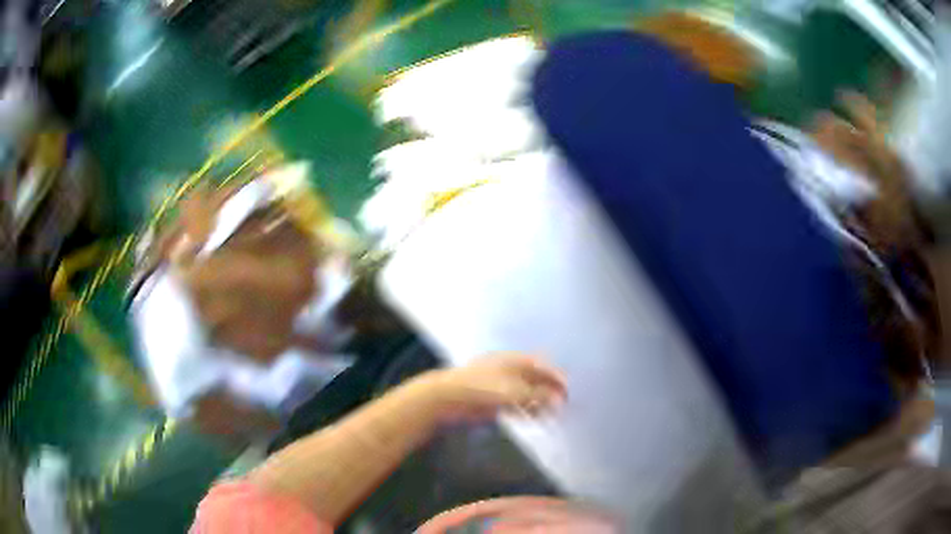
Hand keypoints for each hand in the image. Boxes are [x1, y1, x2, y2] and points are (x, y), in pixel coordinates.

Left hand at [412, 353, 566, 420]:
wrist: (447, 398)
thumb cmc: (481, 388)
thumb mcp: (513, 391)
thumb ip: (539, 396)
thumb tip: (560, 401)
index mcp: (514, 360)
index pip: (542, 365)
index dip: (556, 376)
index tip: (569, 390)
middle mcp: (509, 371)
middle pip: (535, 380)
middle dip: (550, 392)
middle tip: (565, 406)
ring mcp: (501, 387)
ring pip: (526, 394)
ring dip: (540, 404)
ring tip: (553, 416)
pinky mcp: (493, 402)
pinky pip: (515, 406)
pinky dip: (526, 412)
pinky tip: (535, 419)